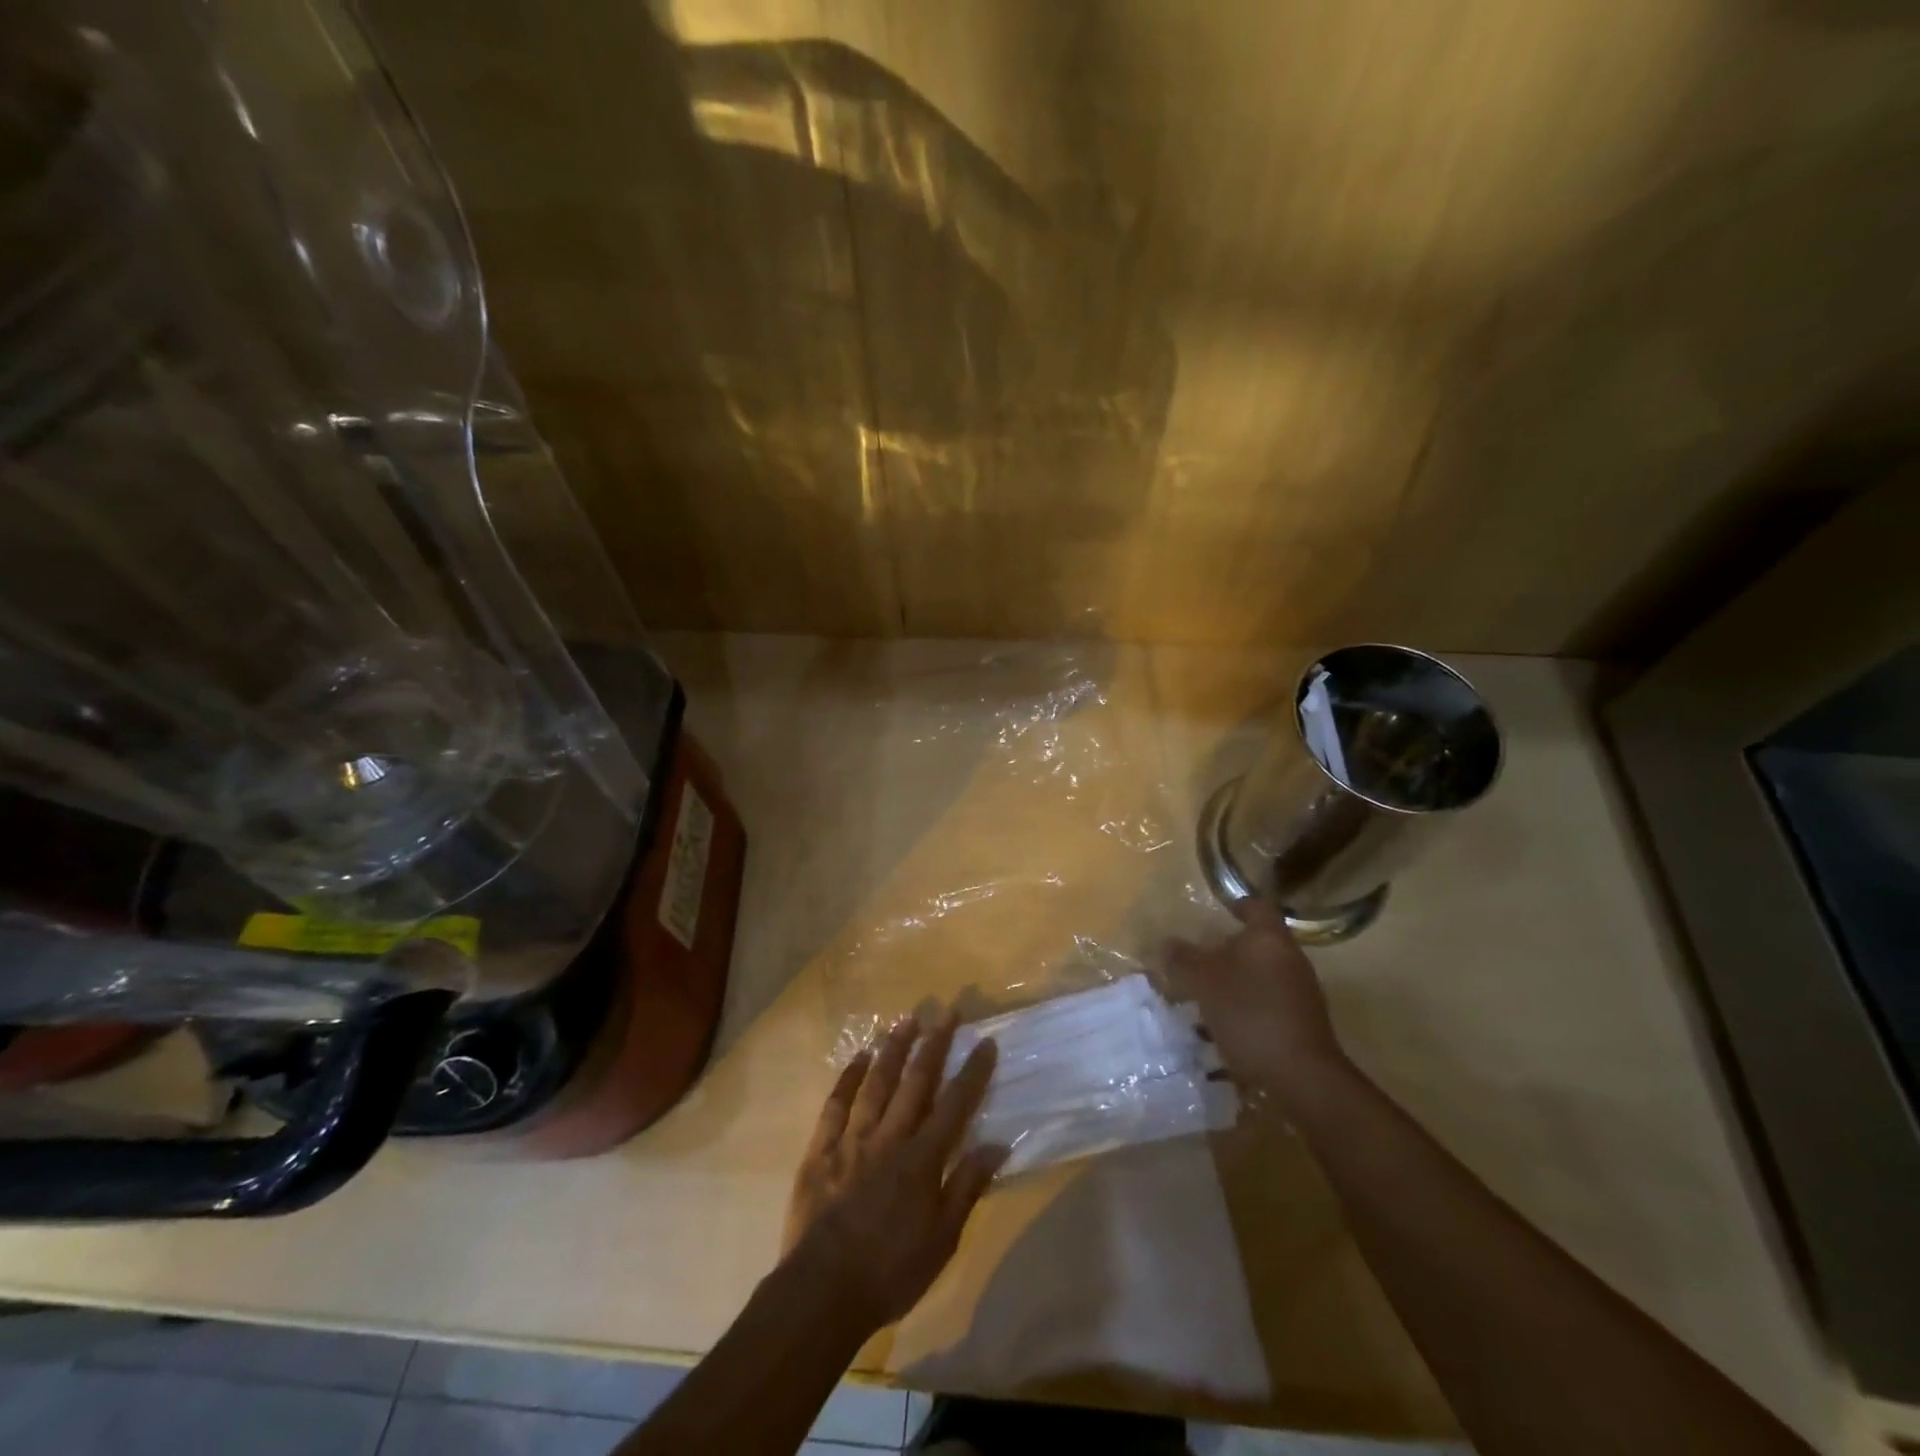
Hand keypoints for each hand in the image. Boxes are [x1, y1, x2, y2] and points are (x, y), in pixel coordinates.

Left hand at [782, 1012, 1005, 1334]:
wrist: (822, 1291)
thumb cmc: (891, 1271)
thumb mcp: (943, 1240)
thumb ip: (967, 1187)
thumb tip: (997, 1145)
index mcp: (922, 1159)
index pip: (955, 1105)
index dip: (972, 1072)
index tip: (985, 1042)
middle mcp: (890, 1137)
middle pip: (916, 1081)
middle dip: (935, 1044)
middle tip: (947, 1011)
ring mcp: (853, 1138)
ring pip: (877, 1082)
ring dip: (894, 1048)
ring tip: (907, 1020)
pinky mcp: (821, 1148)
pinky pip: (836, 1104)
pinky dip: (848, 1077)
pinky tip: (859, 1056)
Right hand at [1168, 899, 1347, 1103]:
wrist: (1301, 1075)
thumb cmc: (1249, 1013)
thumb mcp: (1203, 982)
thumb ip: (1183, 959)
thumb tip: (1167, 943)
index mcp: (1269, 938)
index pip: (1257, 906)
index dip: (1238, 904)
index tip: (1221, 910)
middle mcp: (1291, 958)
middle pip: (1259, 943)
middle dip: (1229, 950)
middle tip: (1200, 960)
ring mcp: (1301, 992)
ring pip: (1262, 975)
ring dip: (1237, 981)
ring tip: (1206, 998)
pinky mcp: (1303, 1023)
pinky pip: (1269, 1003)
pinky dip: (1248, 1007)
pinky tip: (1226, 1028)